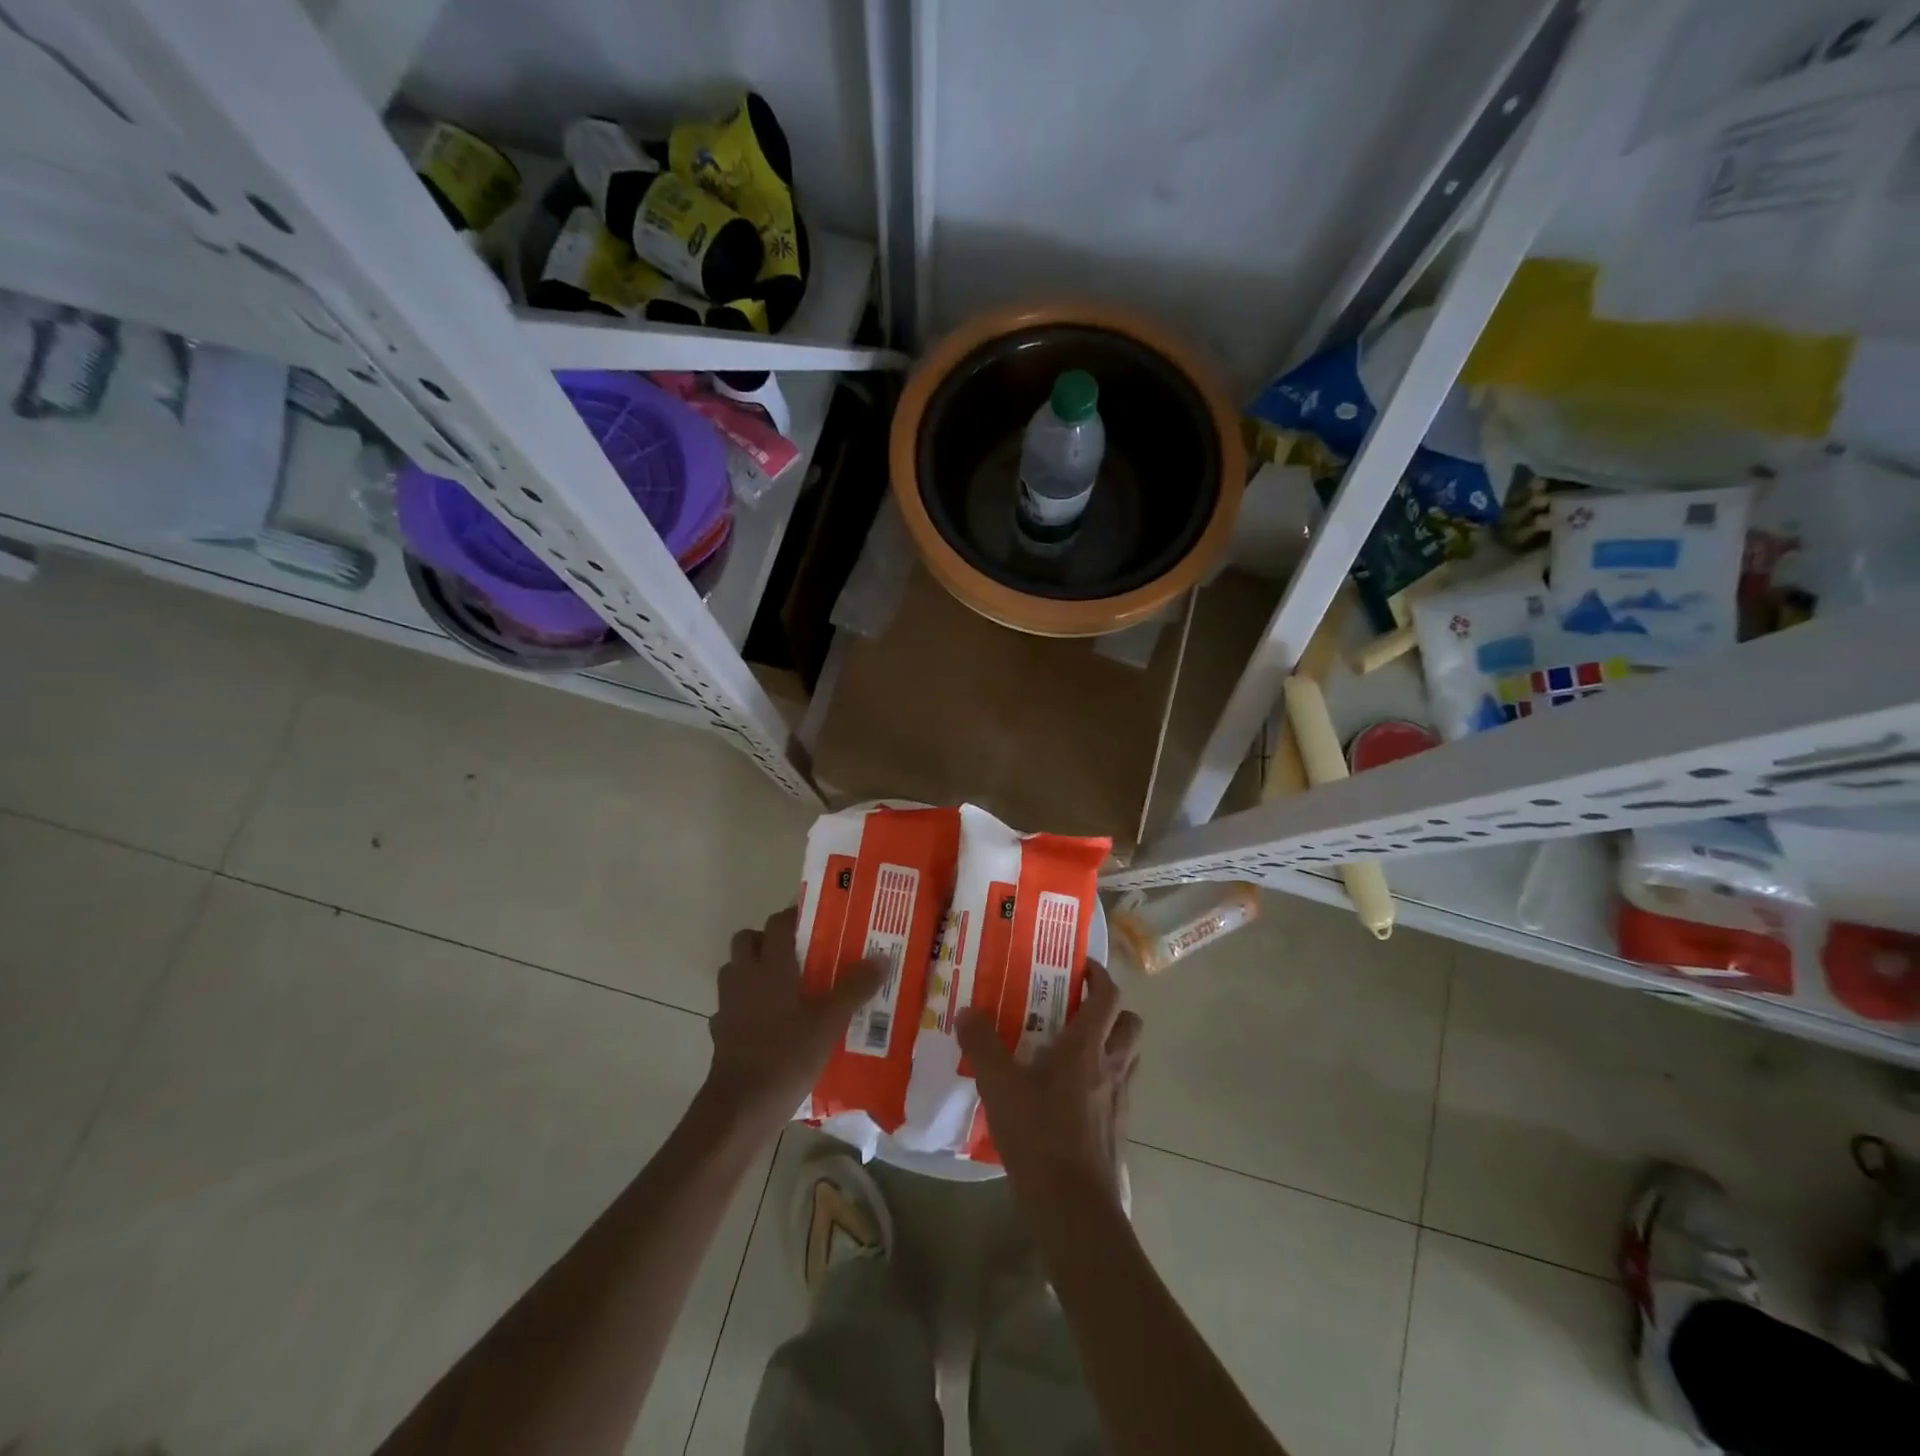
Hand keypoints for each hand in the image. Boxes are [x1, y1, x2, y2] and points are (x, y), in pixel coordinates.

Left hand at [703, 906, 884, 1130]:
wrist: (741, 1106)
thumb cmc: (787, 1055)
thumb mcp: (830, 1021)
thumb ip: (855, 987)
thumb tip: (881, 957)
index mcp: (771, 966)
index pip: (778, 923)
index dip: (794, 916)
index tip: (816, 920)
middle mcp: (745, 977)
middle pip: (747, 940)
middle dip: (768, 939)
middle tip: (798, 952)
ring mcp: (728, 1005)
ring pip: (735, 971)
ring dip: (753, 970)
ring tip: (784, 984)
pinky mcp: (720, 1032)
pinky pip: (731, 1006)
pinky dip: (745, 1006)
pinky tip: (767, 1021)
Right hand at [956, 960, 1142, 1209]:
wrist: (1074, 1209)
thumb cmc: (1040, 1136)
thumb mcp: (1000, 1087)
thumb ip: (983, 1045)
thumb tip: (967, 1012)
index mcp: (1088, 1047)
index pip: (1108, 996)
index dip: (1099, 976)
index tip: (1081, 967)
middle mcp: (1112, 1066)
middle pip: (1130, 1023)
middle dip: (1111, 1009)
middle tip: (1078, 1008)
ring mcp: (1120, 1099)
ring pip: (1128, 1056)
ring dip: (1110, 1043)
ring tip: (1073, 1047)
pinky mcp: (1117, 1128)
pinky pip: (1118, 1088)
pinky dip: (1103, 1079)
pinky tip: (1070, 1094)